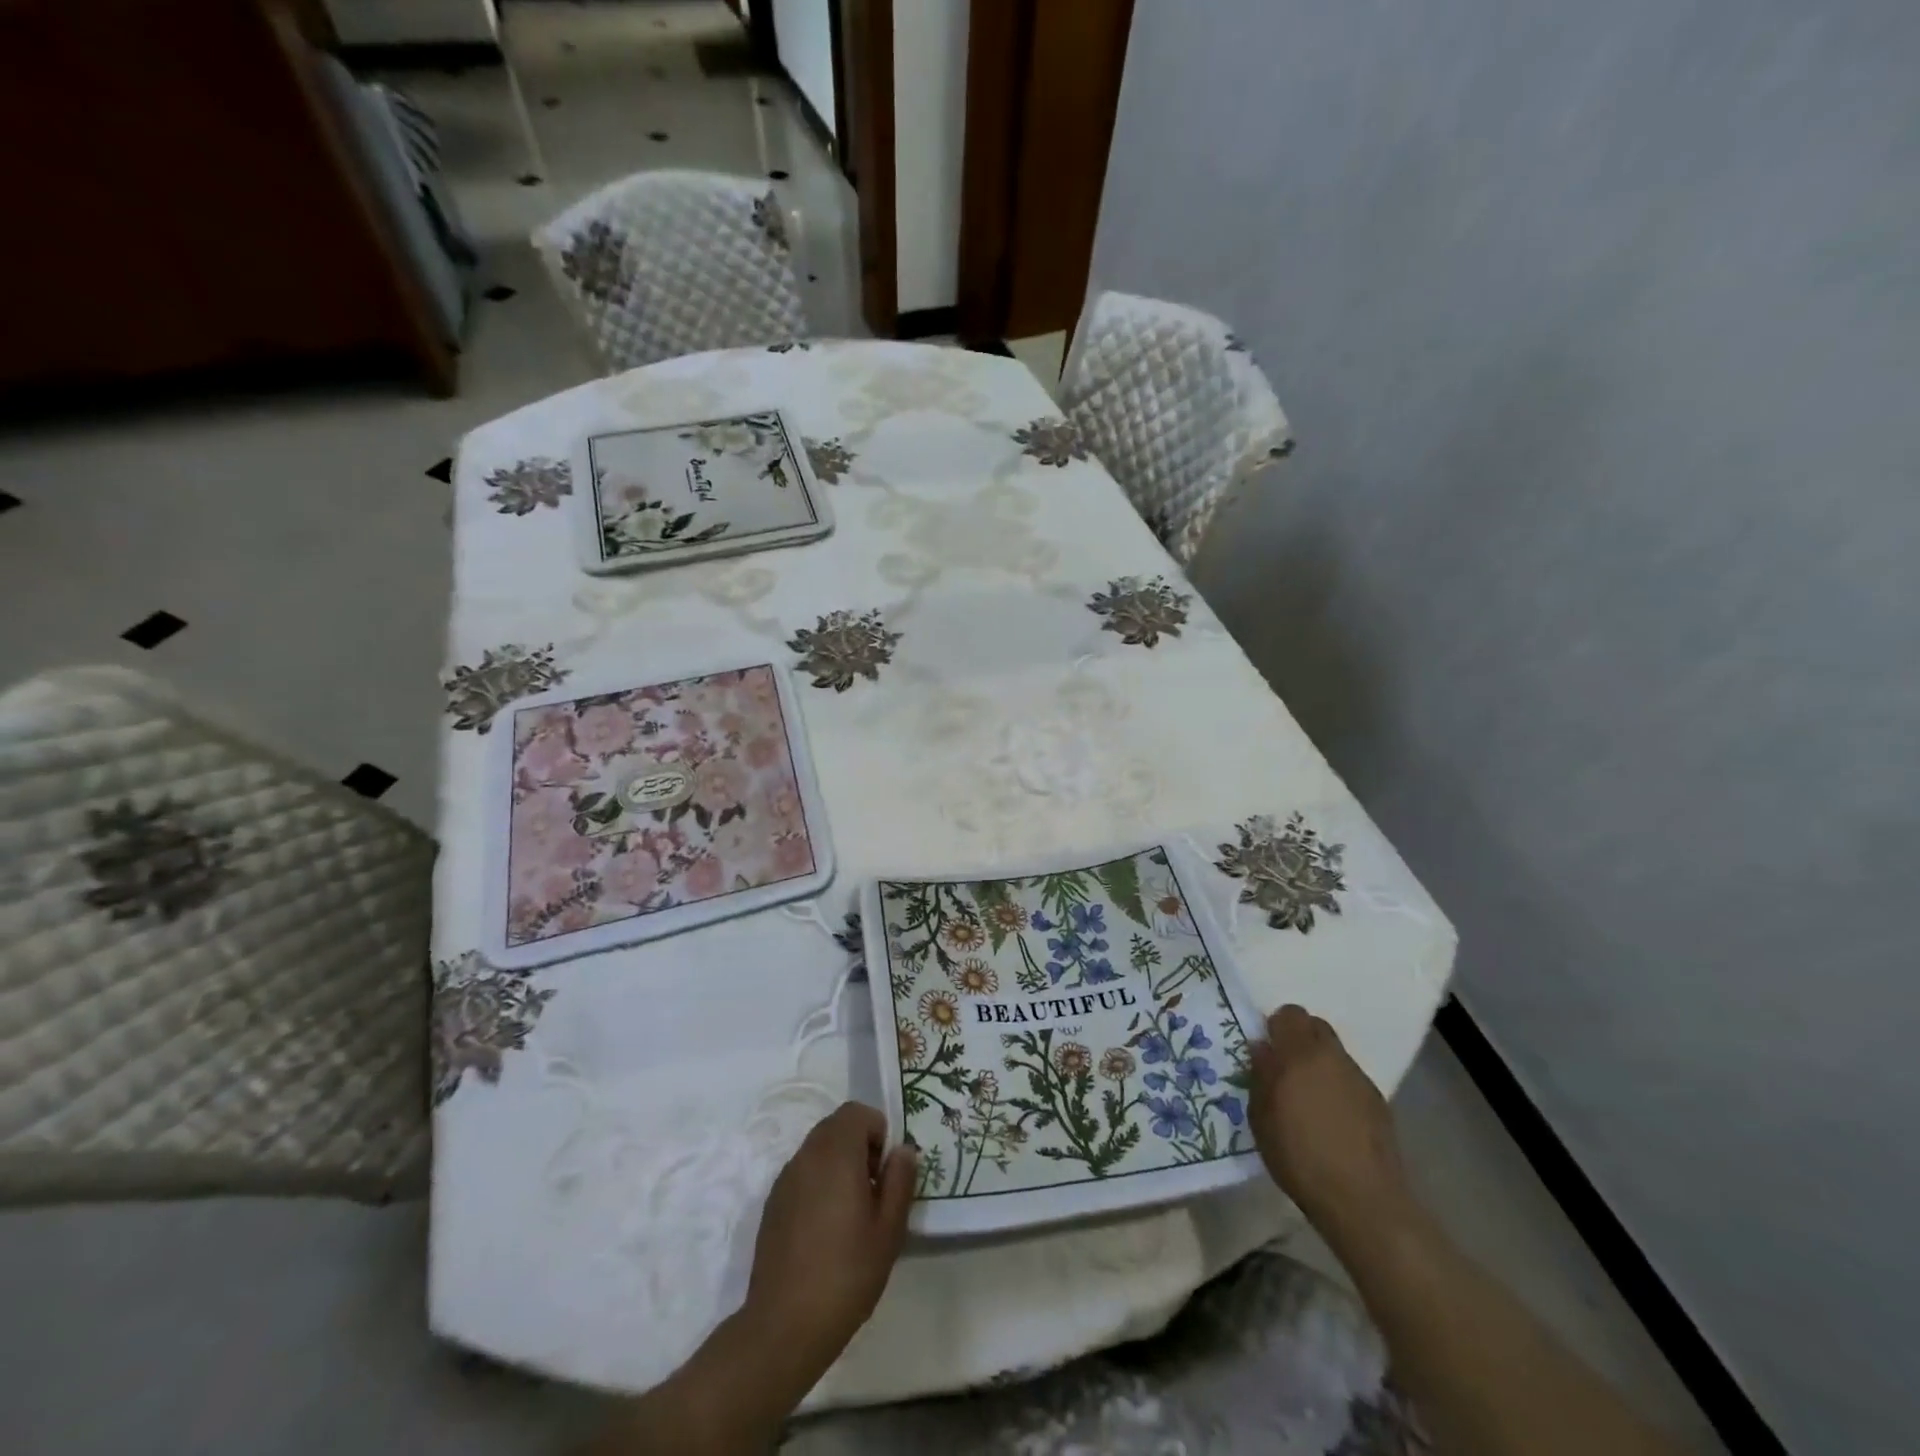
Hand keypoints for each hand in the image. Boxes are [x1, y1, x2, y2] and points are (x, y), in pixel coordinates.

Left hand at [740, 1102, 915, 1387]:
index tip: (886, 1171)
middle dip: (860, 1145)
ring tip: (852, 1213)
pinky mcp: (773, 1204)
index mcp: (836, 1154)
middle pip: (836, 1127)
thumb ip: (900, 1181)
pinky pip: (802, 1174)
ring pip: (818, 1149)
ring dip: (839, 1164)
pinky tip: (826, 1230)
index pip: (857, 1112)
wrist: (783, 1326)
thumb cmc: (846, 1274)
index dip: (877, 1131)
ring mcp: (785, 1179)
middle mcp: (807, 1156)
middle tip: (874, 1190)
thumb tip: (903, 1150)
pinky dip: (819, 1183)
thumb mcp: (889, 1231)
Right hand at [1249, 1005, 1416, 1251]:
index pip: (1290, 1014)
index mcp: (1301, 1053)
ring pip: (1334, 1054)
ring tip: (1309, 1100)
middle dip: (1299, 1039)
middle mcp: (1333, 1057)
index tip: (1267, 1050)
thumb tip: (1263, 1048)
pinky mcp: (1379, 1103)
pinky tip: (1332, 1121)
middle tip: (1285, 1069)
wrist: (1363, 1200)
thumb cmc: (1299, 1155)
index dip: (1276, 1027)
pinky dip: (1338, 1088)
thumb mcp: (1261, 1116)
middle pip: (1316, 1027)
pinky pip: (1350, 1080)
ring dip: (1319, 1064)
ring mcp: (1360, 1079)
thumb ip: (1260, 1075)